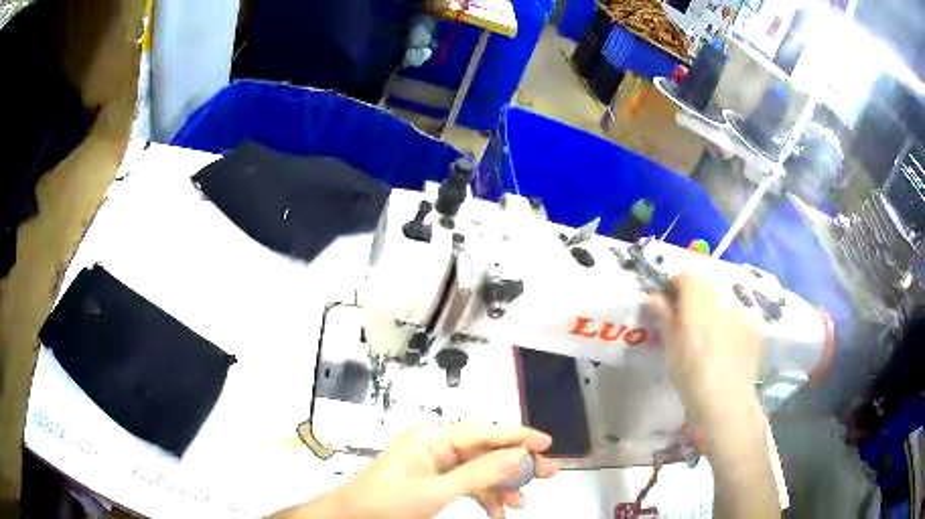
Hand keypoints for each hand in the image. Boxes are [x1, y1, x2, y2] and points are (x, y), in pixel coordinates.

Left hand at [278, 423, 558, 518]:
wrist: (350, 517)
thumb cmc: (387, 503)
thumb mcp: (436, 492)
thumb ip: (478, 474)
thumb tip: (519, 455)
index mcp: (433, 438)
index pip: (484, 432)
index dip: (518, 436)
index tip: (548, 443)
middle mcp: (436, 445)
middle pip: (485, 450)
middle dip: (515, 465)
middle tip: (548, 475)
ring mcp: (434, 463)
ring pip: (479, 470)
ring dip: (501, 487)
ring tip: (520, 505)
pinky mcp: (432, 478)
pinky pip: (466, 484)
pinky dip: (483, 497)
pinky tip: (497, 514)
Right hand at [646, 273, 761, 427]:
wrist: (726, 400)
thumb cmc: (691, 375)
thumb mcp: (672, 347)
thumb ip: (665, 316)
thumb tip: (654, 297)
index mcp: (698, 300)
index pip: (685, 275)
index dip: (673, 284)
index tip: (666, 301)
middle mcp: (722, 297)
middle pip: (705, 282)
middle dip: (693, 293)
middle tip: (684, 316)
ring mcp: (740, 310)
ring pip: (722, 296)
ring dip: (711, 304)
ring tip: (705, 330)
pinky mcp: (751, 325)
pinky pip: (736, 311)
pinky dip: (726, 317)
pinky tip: (723, 341)